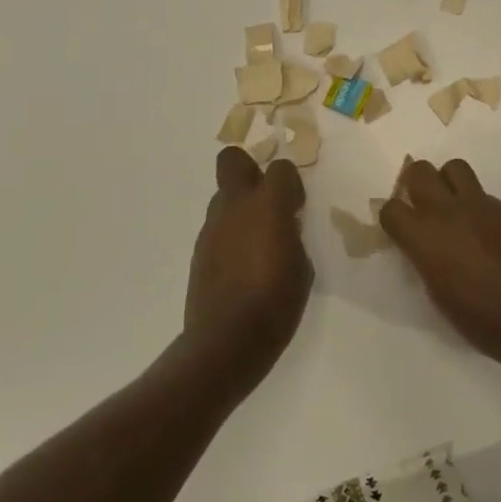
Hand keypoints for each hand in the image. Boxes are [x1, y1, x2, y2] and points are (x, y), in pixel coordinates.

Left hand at [185, 148, 312, 388]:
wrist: (226, 342)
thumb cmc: (276, 303)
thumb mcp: (302, 267)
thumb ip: (292, 236)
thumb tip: (284, 228)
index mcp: (268, 206)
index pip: (281, 168)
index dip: (291, 183)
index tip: (297, 207)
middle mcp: (235, 207)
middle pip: (232, 160)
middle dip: (249, 170)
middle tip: (266, 201)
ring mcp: (212, 228)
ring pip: (223, 197)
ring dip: (239, 208)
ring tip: (255, 242)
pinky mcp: (198, 251)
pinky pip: (216, 228)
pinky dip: (229, 235)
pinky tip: (240, 265)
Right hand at [379, 159, 500, 367]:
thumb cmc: (483, 321)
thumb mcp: (439, 294)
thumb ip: (426, 258)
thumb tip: (424, 245)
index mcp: (425, 238)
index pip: (391, 208)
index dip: (393, 217)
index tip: (400, 228)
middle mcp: (449, 212)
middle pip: (419, 171)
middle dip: (415, 183)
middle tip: (422, 203)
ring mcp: (481, 205)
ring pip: (454, 167)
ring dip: (447, 182)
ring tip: (454, 206)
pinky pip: (483, 194)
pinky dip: (477, 205)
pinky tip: (488, 231)